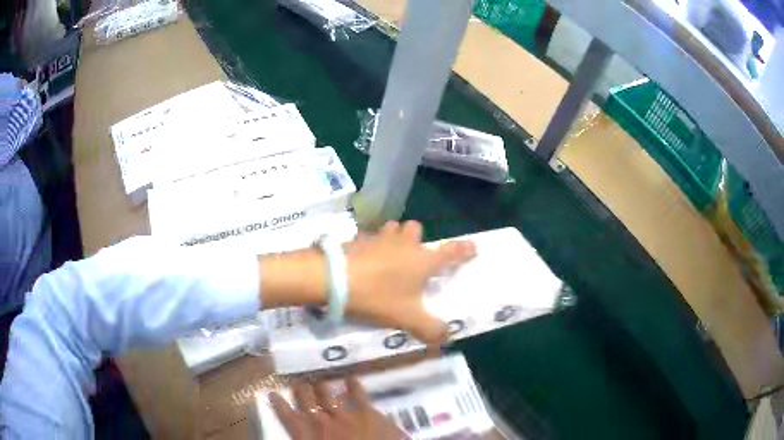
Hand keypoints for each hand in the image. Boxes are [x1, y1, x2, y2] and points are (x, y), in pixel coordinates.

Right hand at [270, 377, 406, 439]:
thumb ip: (305, 439)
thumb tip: (301, 435)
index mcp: (304, 435)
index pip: (286, 416)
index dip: (278, 404)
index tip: (273, 394)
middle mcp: (320, 421)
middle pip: (306, 400)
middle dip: (302, 391)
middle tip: (299, 384)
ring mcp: (344, 415)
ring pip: (327, 394)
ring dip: (322, 387)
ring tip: (319, 380)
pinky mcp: (366, 414)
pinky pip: (357, 395)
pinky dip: (354, 385)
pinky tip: (351, 378)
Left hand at [344, 221, 476, 343]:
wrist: (334, 280)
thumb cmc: (378, 296)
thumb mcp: (407, 319)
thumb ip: (430, 329)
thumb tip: (446, 338)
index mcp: (422, 260)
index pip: (450, 252)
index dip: (464, 249)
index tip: (473, 247)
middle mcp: (404, 244)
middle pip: (416, 229)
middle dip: (417, 239)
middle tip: (413, 257)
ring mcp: (379, 238)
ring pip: (392, 228)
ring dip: (394, 238)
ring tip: (388, 256)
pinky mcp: (358, 240)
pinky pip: (369, 238)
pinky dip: (371, 246)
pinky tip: (364, 261)